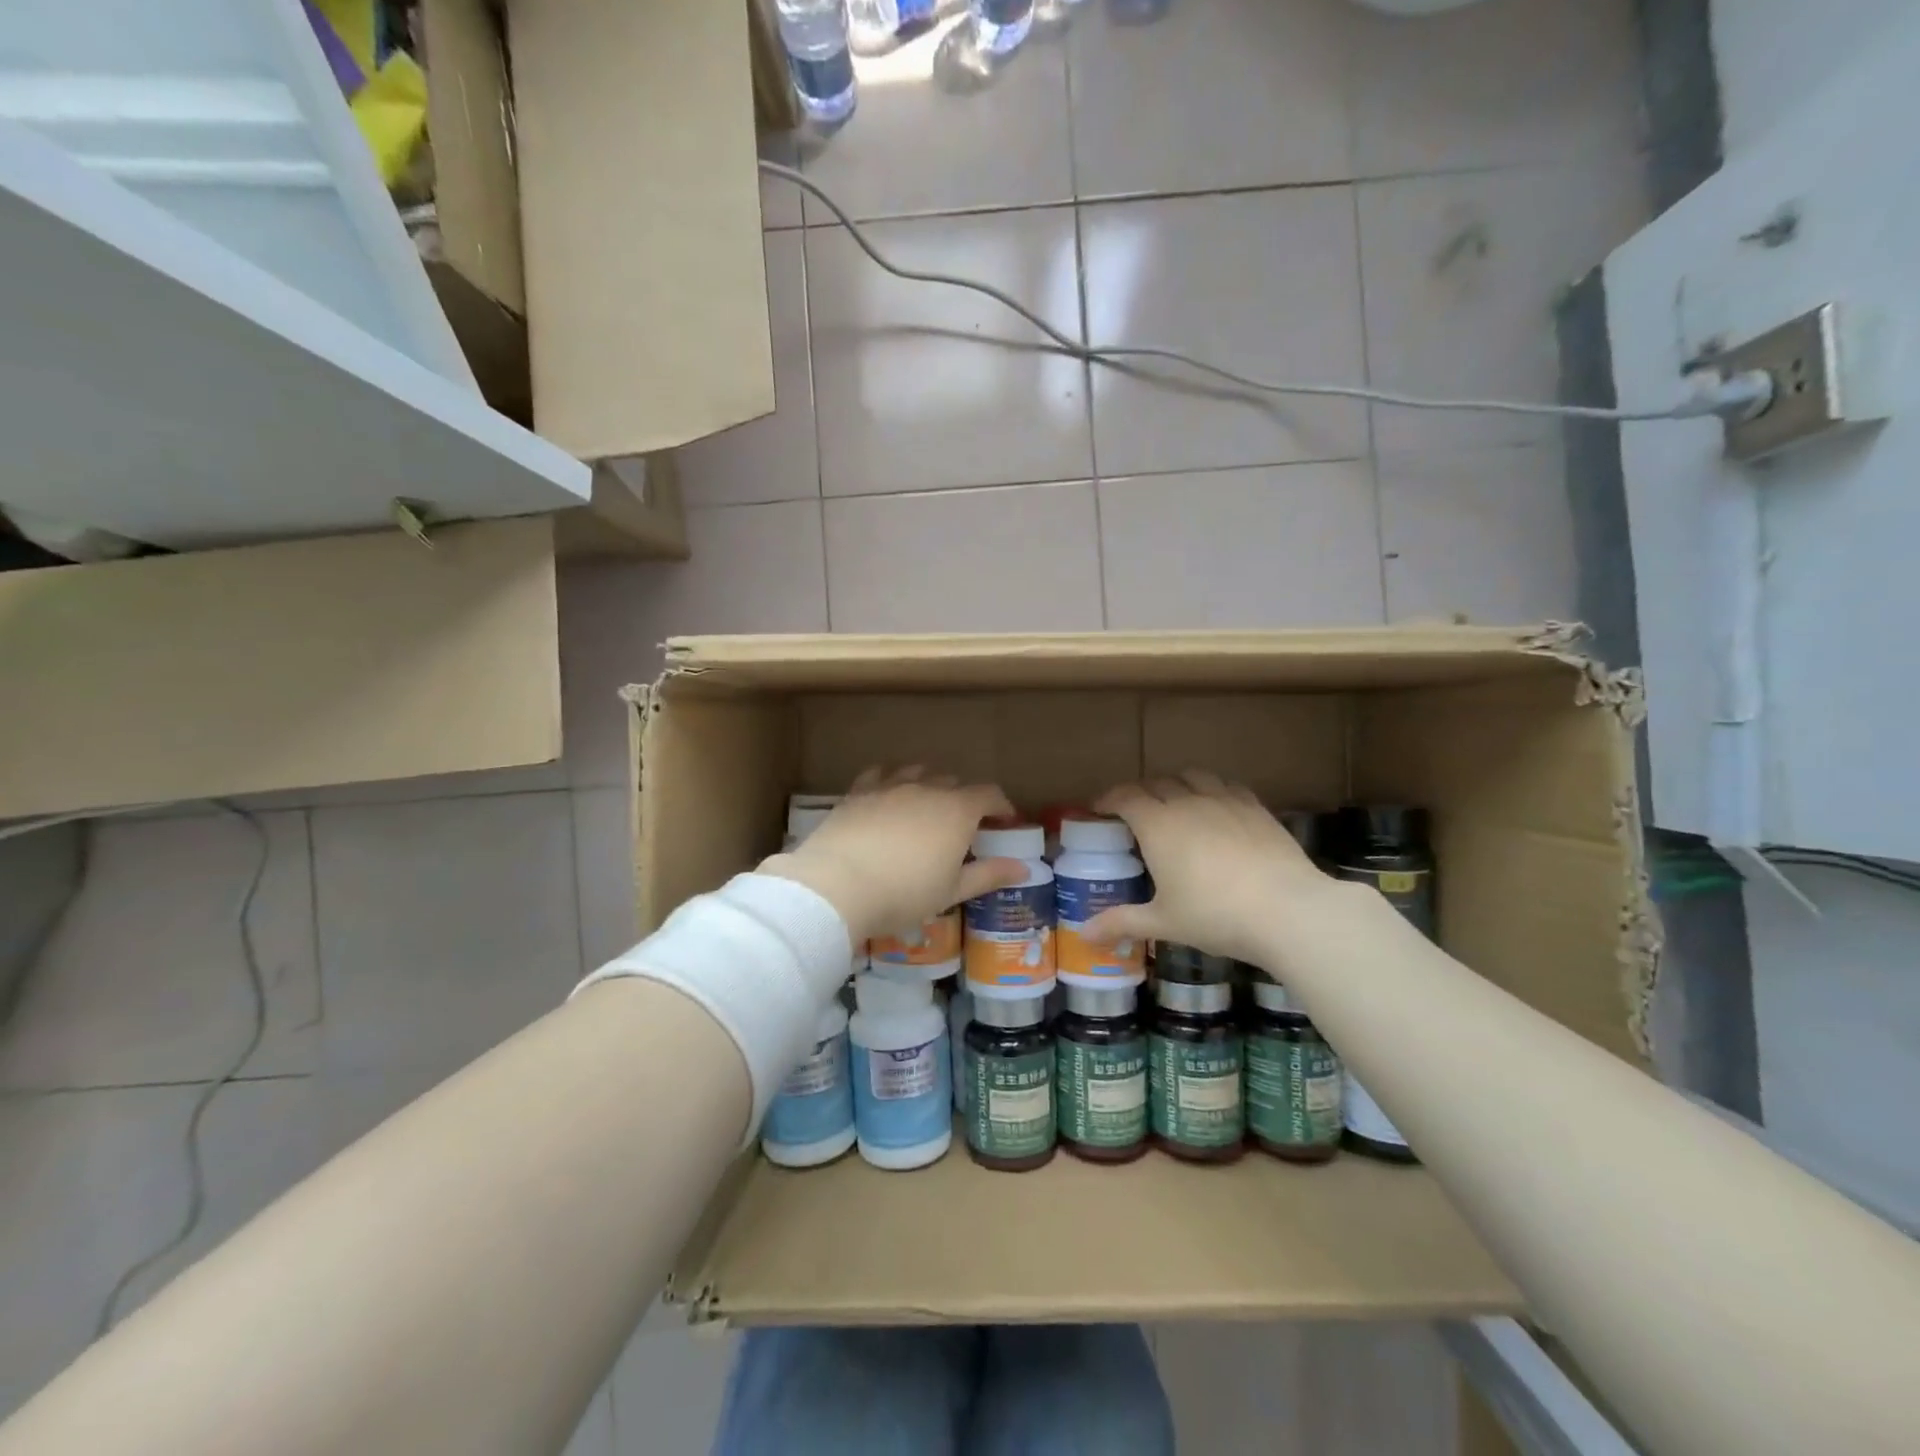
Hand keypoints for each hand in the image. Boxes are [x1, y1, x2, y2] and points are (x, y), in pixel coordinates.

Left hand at [760, 767, 1027, 943]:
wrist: (837, 885)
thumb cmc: (904, 893)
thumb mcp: (952, 891)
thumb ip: (989, 875)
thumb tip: (1025, 869)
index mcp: (957, 811)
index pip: (989, 794)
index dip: (1001, 806)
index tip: (1005, 821)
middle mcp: (926, 789)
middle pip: (954, 782)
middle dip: (965, 798)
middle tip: (964, 825)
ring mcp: (890, 786)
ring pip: (917, 773)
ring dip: (929, 784)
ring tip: (927, 805)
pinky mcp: (858, 792)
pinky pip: (879, 774)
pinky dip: (890, 779)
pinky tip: (887, 792)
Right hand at [1085, 771, 1349, 966]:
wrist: (1288, 910)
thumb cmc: (1215, 916)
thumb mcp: (1163, 922)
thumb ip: (1121, 922)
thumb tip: (1084, 934)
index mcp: (1157, 824)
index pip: (1124, 796)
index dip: (1108, 799)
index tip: (1099, 809)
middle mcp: (1187, 802)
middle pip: (1156, 783)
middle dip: (1140, 793)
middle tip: (1134, 814)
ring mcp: (1225, 801)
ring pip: (1192, 776)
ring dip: (1176, 784)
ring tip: (1175, 803)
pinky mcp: (1255, 807)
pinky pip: (1226, 785)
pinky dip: (1212, 789)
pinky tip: (1216, 808)